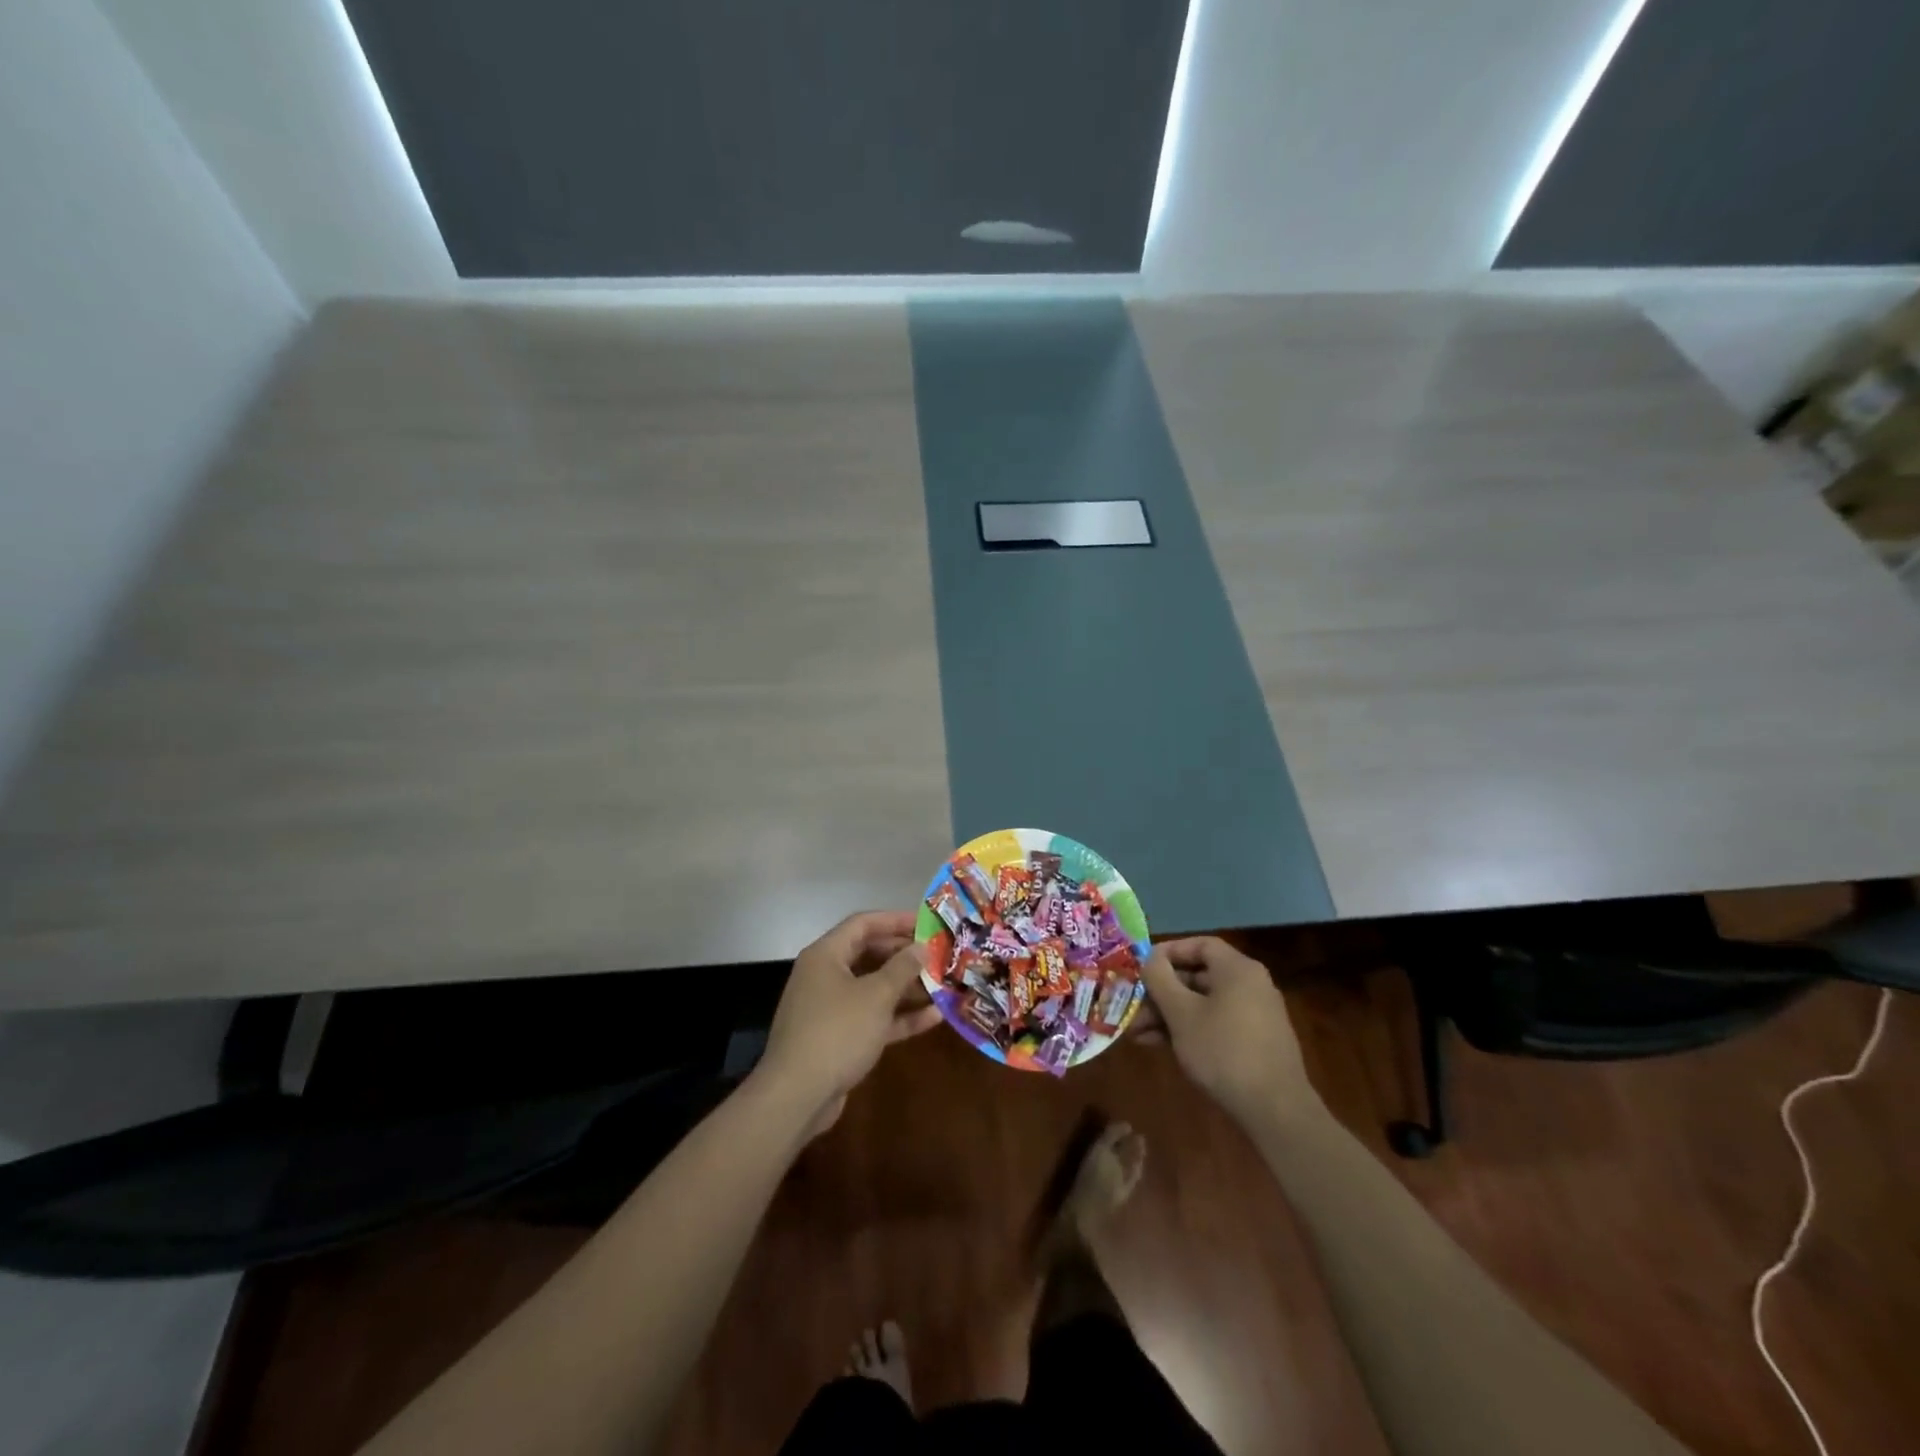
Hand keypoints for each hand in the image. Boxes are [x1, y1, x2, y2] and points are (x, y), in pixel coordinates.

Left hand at [753, 910, 943, 1137]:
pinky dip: (899, 1017)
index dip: (896, 920)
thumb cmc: (837, 1031)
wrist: (797, 1096)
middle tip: (938, 955)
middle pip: (869, 954)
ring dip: (906, 988)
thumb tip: (922, 947)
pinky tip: (933, 1018)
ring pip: (873, 988)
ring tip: (942, 985)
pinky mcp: (839, 1038)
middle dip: (904, 956)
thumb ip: (902, 968)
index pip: (863, 924)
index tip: (927, 923)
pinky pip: (872, 1018)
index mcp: (826, 955)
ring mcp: (831, 1009)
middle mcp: (825, 976)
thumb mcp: (876, 995)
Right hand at [1138, 937, 1317, 1126]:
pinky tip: (1161, 1046)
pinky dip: (1189, 1029)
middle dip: (1161, 992)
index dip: (1167, 952)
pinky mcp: (1255, 1042)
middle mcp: (1250, 985)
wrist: (1275, 1111)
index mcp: (1237, 969)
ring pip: (1203, 1003)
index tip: (1141, 968)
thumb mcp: (1181, 1013)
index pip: (1199, 944)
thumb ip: (1160, 979)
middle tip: (1133, 1007)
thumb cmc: (1223, 1051)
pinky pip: (1216, 1023)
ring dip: (1169, 1014)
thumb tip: (1149, 958)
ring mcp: (1255, 1015)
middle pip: (1198, 975)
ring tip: (1138, 1034)